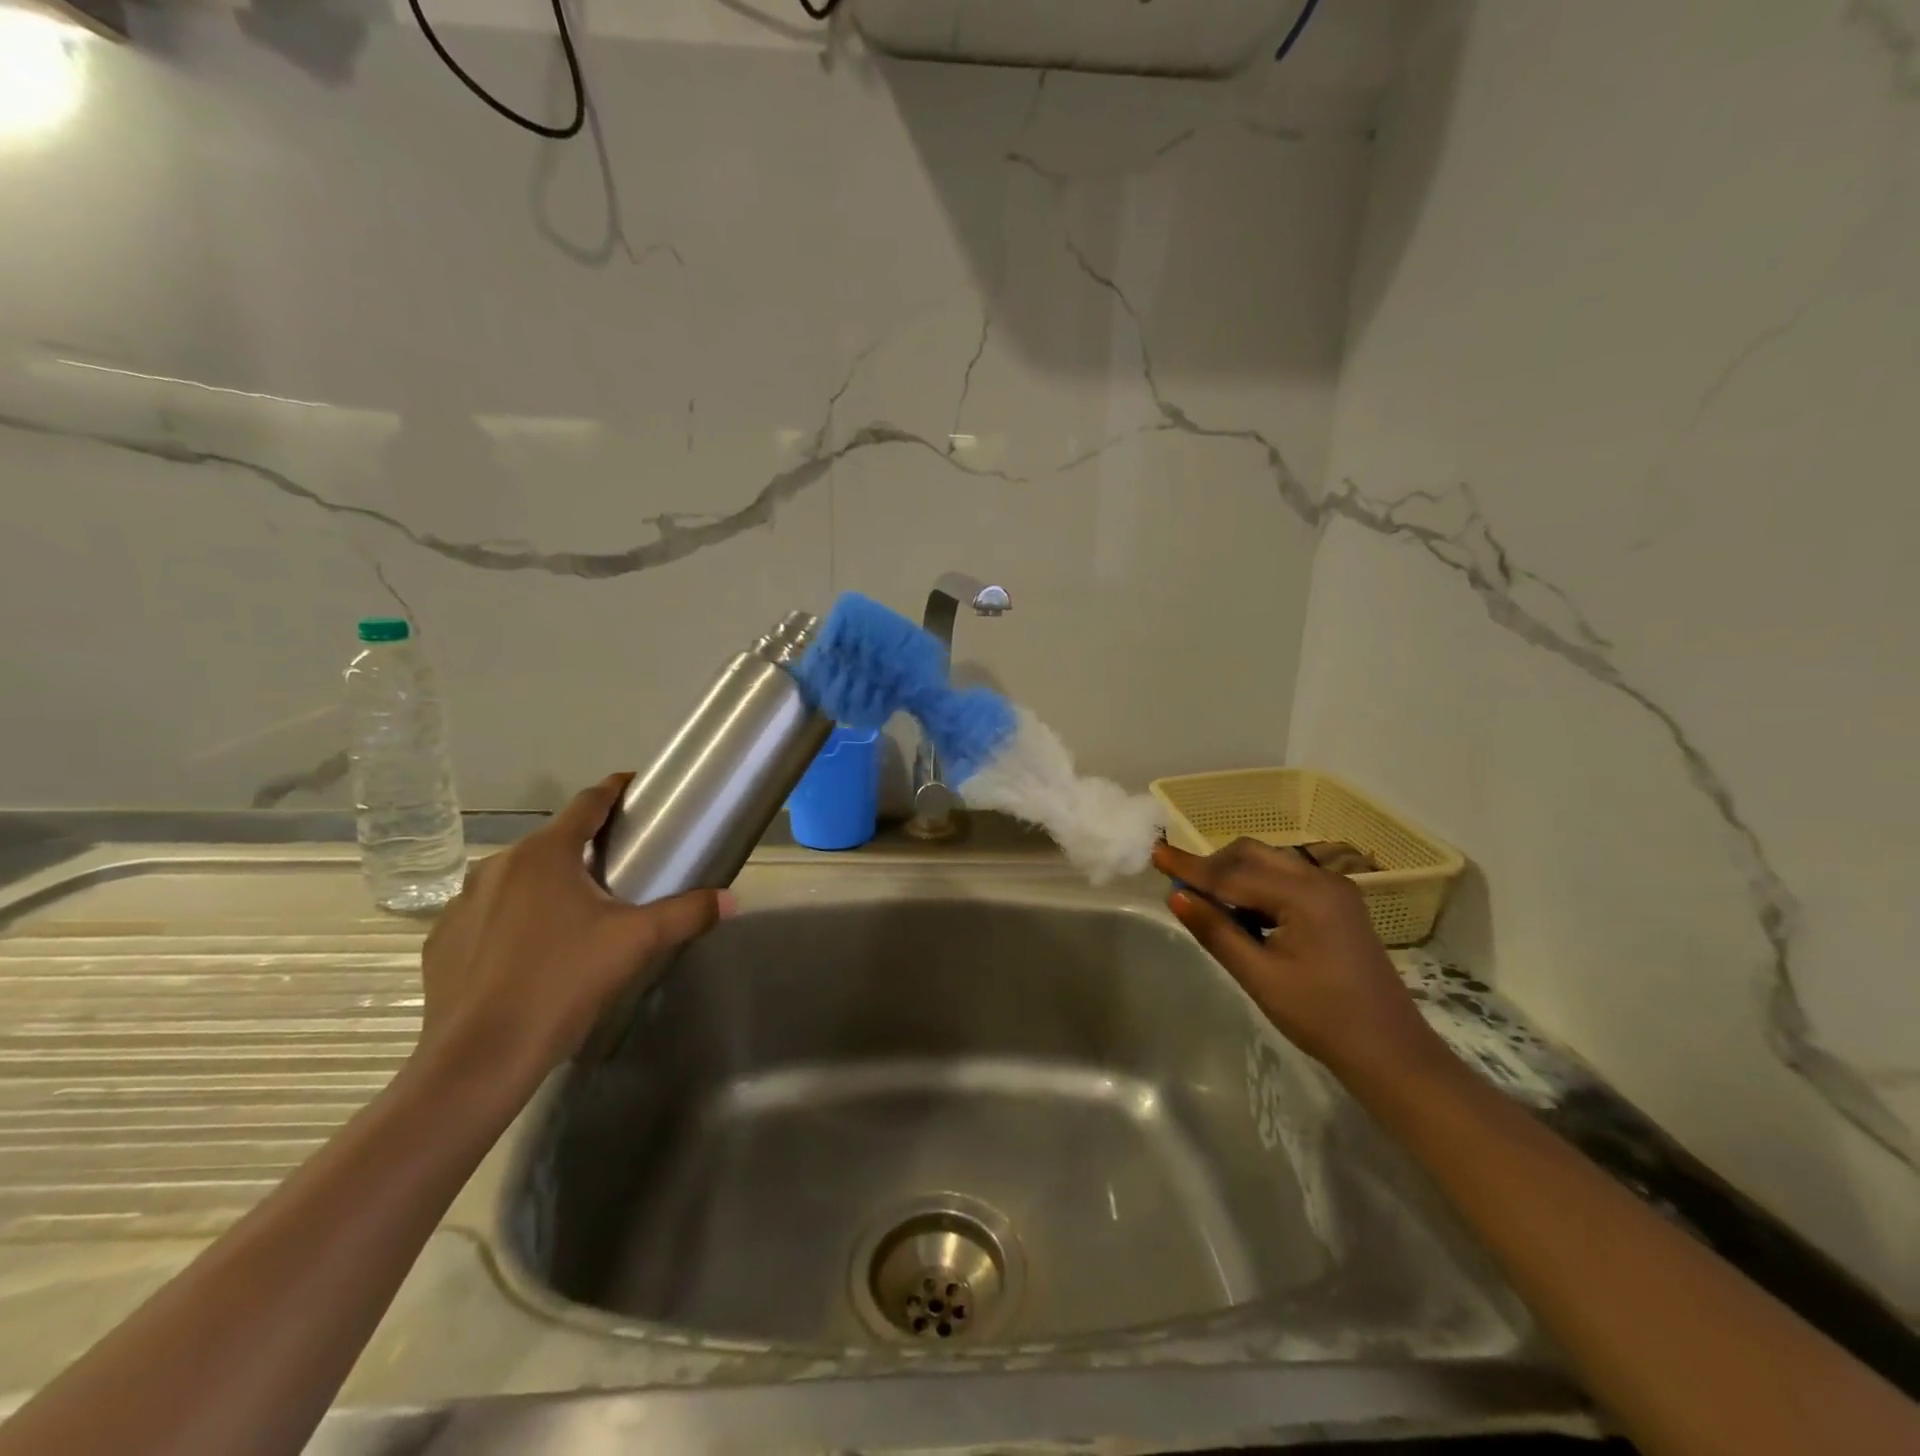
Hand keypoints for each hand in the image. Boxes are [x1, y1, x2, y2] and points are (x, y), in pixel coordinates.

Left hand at [414, 773, 730, 1094]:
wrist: (479, 1058)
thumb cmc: (563, 982)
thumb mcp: (636, 943)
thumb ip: (686, 913)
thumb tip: (730, 900)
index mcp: (546, 854)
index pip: (587, 803)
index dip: (614, 790)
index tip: (635, 788)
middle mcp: (499, 865)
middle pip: (553, 842)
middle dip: (585, 847)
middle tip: (619, 868)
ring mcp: (462, 903)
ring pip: (517, 879)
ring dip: (547, 884)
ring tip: (575, 915)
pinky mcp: (441, 941)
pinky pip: (487, 915)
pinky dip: (512, 920)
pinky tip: (530, 953)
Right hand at [1153, 838, 1454, 1090]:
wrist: (1390, 1052)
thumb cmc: (1322, 1018)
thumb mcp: (1259, 976)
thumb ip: (1216, 931)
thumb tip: (1175, 896)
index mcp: (1305, 895)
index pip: (1232, 874)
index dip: (1189, 866)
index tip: (1155, 853)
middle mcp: (1321, 879)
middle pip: (1252, 854)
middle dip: (1213, 867)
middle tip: (1183, 890)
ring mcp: (1334, 889)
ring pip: (1269, 863)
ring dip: (1235, 876)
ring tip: (1210, 907)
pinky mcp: (1338, 904)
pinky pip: (1286, 879)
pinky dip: (1257, 887)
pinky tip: (1245, 915)